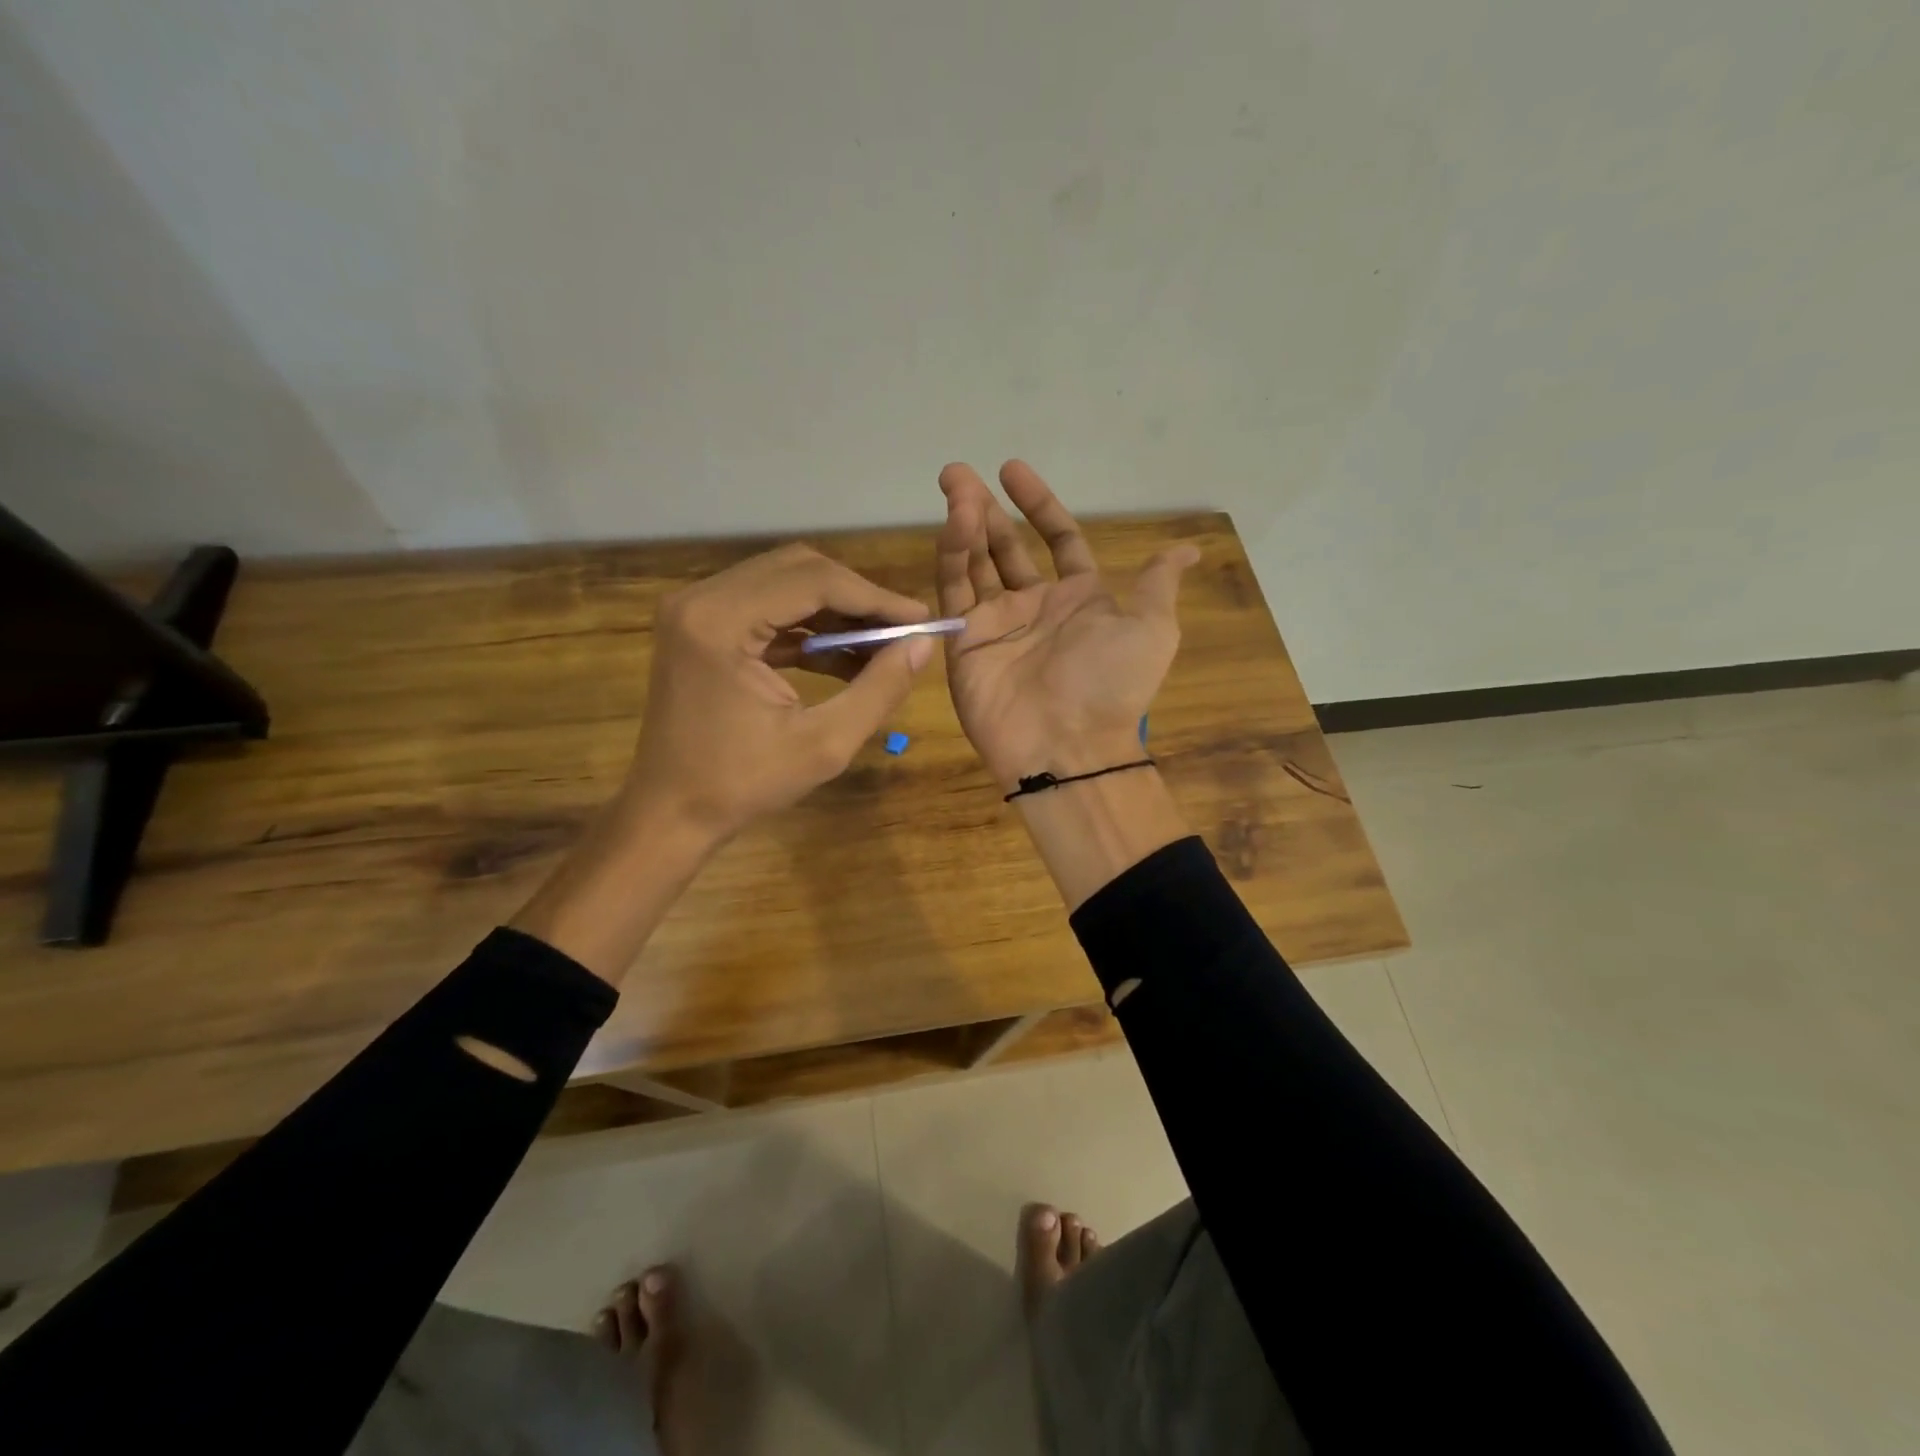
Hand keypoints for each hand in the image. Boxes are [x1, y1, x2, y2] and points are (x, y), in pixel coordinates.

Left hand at [621, 543, 933, 838]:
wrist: (670, 812)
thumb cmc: (742, 784)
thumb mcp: (824, 744)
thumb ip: (879, 689)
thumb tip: (923, 645)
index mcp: (721, 621)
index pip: (813, 581)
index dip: (875, 598)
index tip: (921, 620)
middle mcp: (701, 599)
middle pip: (798, 570)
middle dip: (857, 598)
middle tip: (902, 631)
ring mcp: (696, 610)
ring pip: (784, 584)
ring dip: (835, 611)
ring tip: (881, 646)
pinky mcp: (701, 627)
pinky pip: (767, 610)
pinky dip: (808, 628)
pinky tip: (846, 657)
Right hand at [935, 461, 1197, 790]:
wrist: (1068, 744)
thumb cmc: (1111, 683)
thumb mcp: (1152, 628)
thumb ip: (1155, 584)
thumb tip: (1188, 549)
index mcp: (1079, 599)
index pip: (1057, 540)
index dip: (1038, 504)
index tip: (1013, 470)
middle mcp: (1035, 607)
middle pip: (1006, 547)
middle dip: (987, 509)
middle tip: (960, 473)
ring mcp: (996, 623)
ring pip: (976, 563)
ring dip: (964, 523)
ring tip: (952, 483)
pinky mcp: (964, 641)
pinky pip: (955, 591)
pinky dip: (953, 554)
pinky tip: (954, 522)